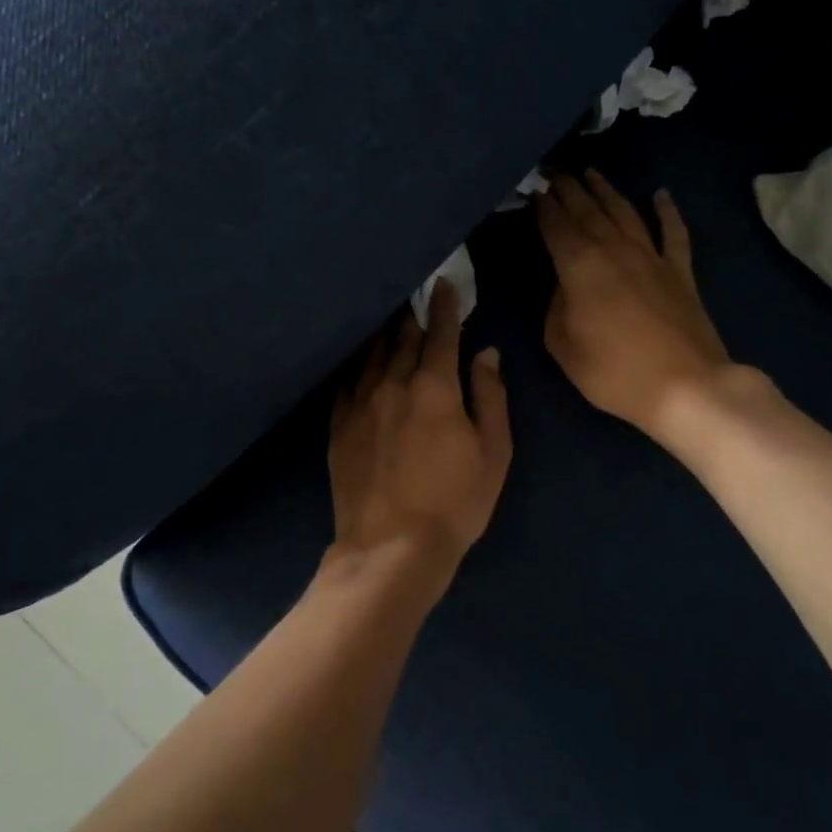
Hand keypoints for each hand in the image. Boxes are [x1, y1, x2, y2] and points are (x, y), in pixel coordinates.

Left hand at [327, 281, 511, 592]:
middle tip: (413, 296)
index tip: (443, 284)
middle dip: (411, 316)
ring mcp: (359, 405)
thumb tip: (485, 353)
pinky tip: (358, 363)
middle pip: (401, 340)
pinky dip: (356, 366)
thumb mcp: (493, 452)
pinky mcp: (338, 428)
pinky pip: (346, 384)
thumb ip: (490, 396)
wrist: (391, 547)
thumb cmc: (455, 502)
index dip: (444, 307)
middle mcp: (392, 385)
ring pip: (371, 357)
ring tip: (388, 320)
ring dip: (383, 335)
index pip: (440, 334)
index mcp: (433, 388)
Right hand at [538, 171, 746, 441]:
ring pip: (625, 212)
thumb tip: (564, 287)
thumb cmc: (613, 372)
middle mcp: (614, 249)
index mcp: (579, 266)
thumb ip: (555, 309)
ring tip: (590, 172)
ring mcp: (651, 257)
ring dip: (606, 190)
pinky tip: (660, 194)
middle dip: (568, 188)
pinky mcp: (680, 272)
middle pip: (588, 210)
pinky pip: (673, 232)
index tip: (532, 188)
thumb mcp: (563, 346)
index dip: (542, 206)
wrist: (685, 386)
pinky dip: (667, 211)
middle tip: (553, 170)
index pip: (555, 225)